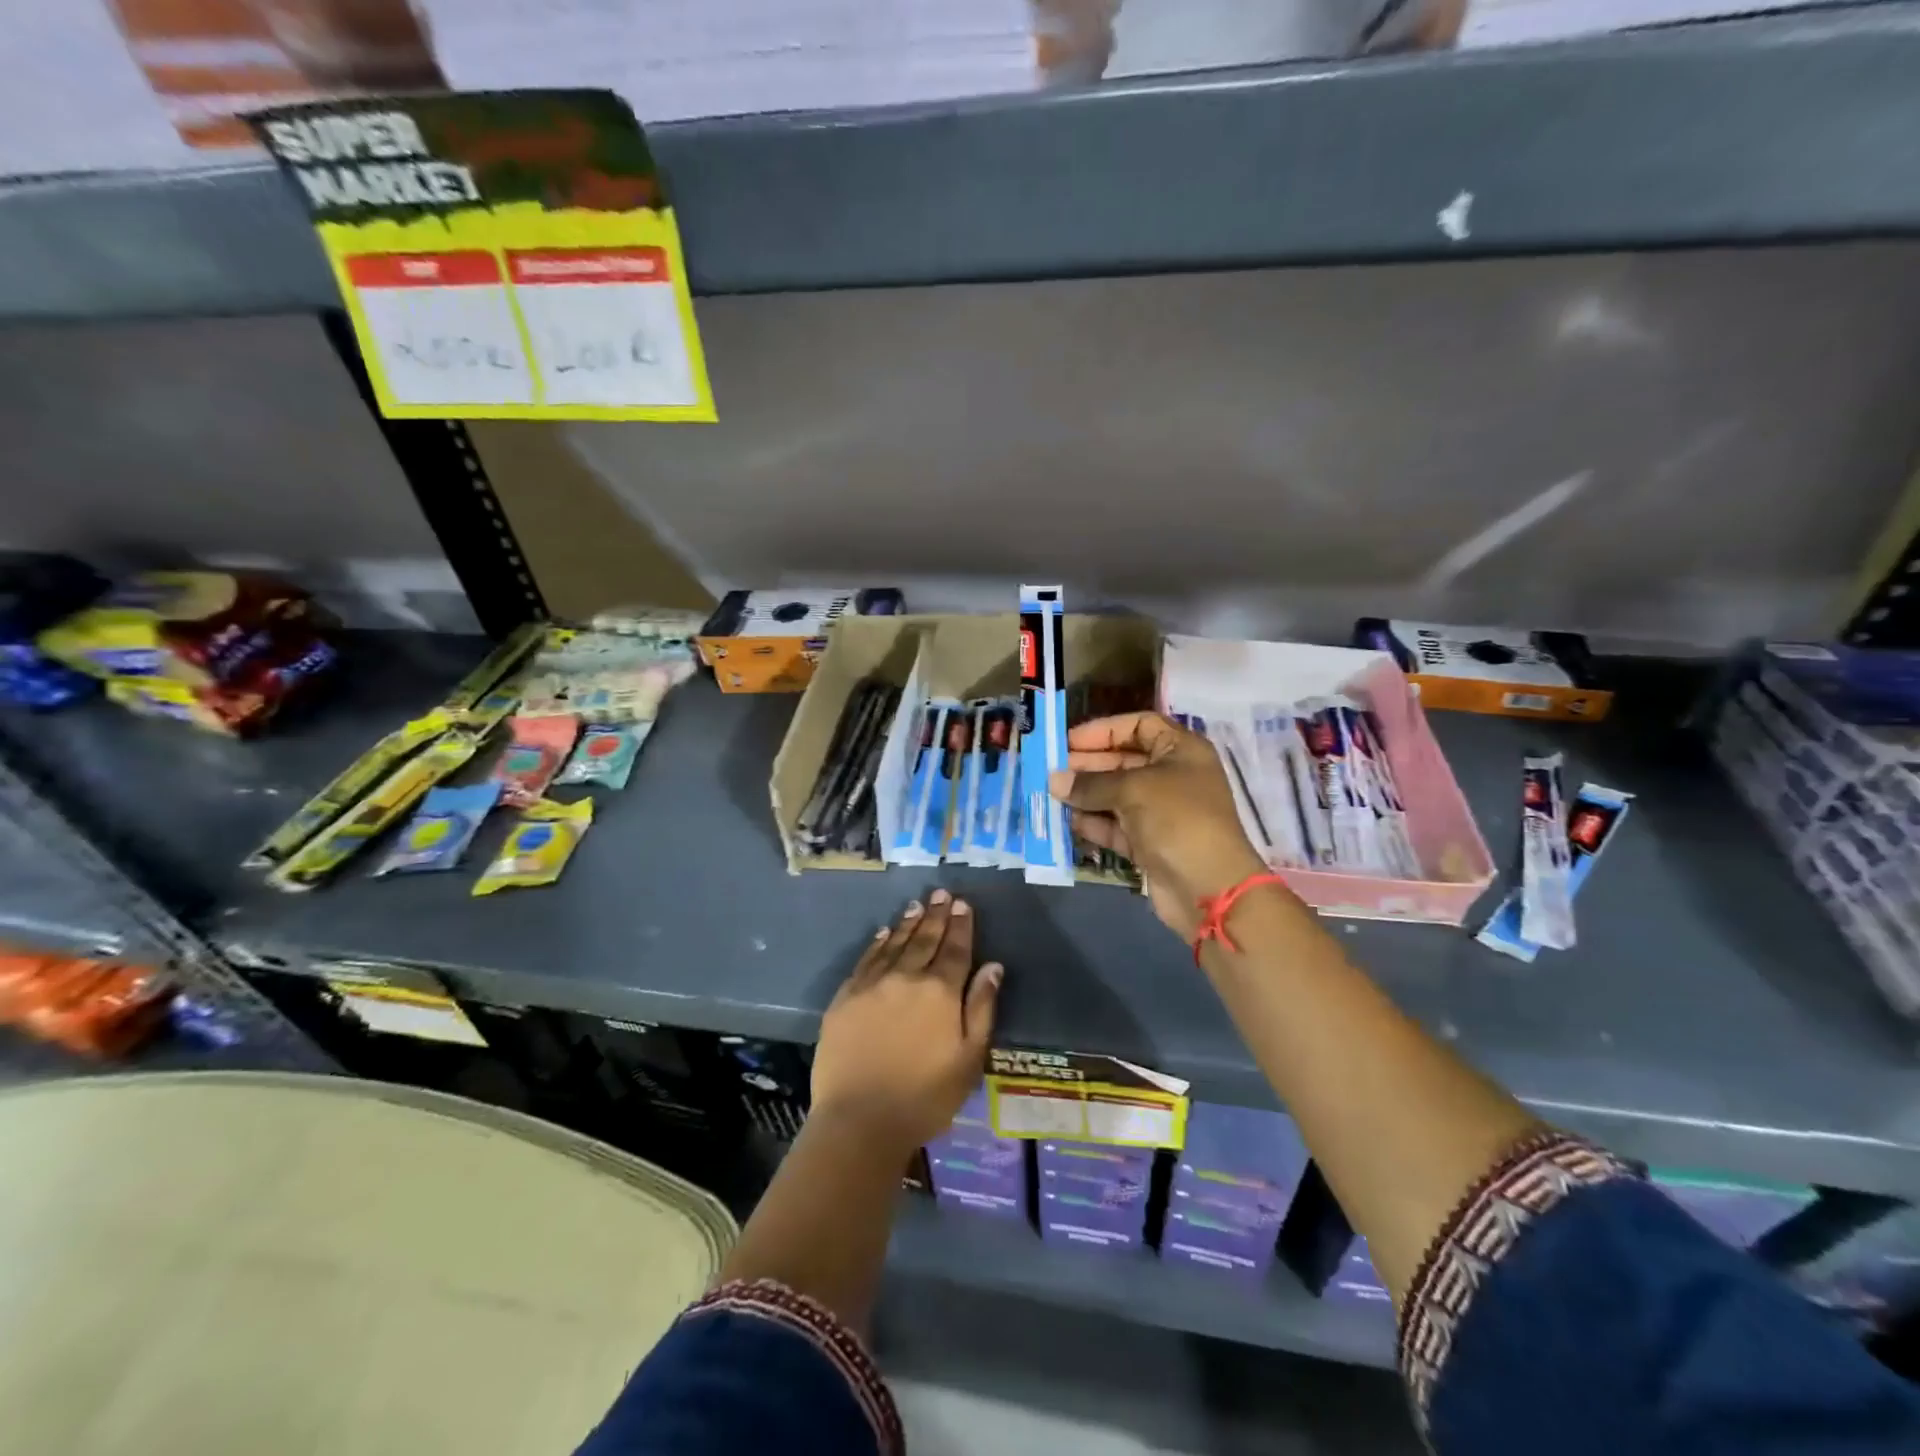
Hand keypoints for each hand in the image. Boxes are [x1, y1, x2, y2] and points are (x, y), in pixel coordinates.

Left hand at [811, 891, 1002, 1155]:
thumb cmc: (925, 1097)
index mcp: (941, 991)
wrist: (860, 1120)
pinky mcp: (846, 996)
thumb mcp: (969, 1059)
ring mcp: (873, 984)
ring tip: (918, 905)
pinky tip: (884, 932)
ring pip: (895, 943)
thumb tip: (993, 966)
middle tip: (942, 893)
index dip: (961, 926)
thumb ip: (982, 1008)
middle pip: (925, 939)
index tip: (963, 904)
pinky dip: (878, 942)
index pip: (955, 949)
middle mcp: (907, 977)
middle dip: (936, 915)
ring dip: (909, 923)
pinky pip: (866, 959)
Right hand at [1049, 712, 1271, 939]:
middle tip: (1052, 771)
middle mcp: (1172, 776)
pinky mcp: (1150, 842)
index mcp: (1181, 750)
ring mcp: (1161, 812)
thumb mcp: (1133, 790)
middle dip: (1088, 764)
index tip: (1069, 741)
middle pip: (1124, 760)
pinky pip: (1116, 825)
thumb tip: (1054, 780)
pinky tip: (1068, 821)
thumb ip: (1091, 783)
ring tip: (1051, 795)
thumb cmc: (1177, 820)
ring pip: (1116, 795)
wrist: (1208, 887)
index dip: (1104, 730)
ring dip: (1086, 795)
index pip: (1139, 726)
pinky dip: (1094, 823)